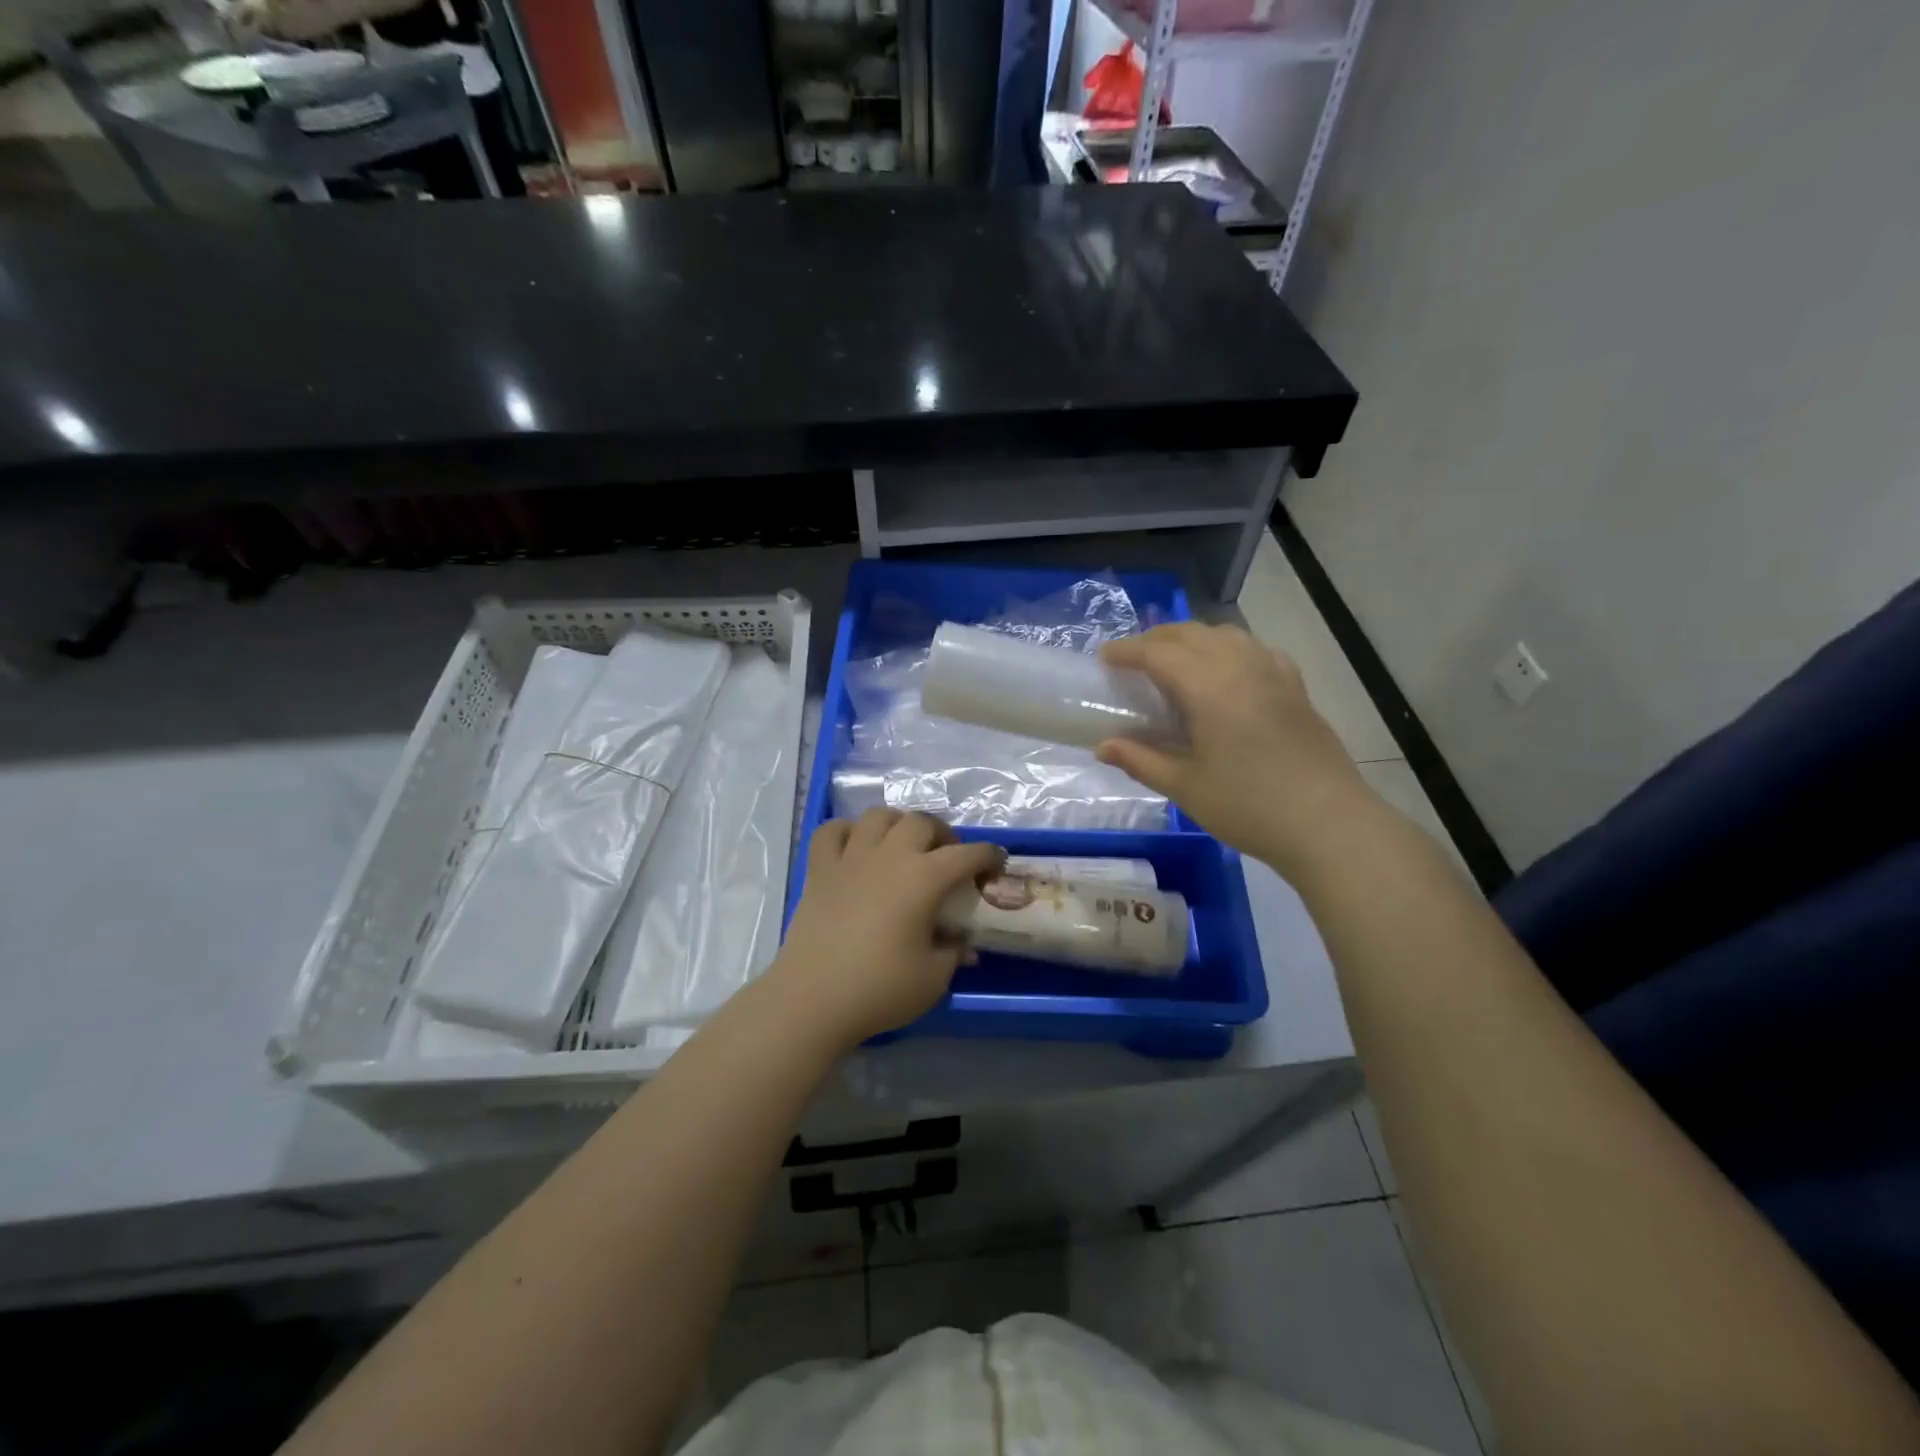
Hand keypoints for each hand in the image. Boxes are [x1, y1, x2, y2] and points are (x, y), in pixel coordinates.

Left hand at [773, 810, 1004, 1048]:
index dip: (987, 855)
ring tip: (903, 845)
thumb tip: (963, 944)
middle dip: (941, 833)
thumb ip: (953, 953)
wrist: (813, 999)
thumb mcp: (933, 979)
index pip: (966, 854)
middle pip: (920, 822)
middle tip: (947, 856)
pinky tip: (855, 846)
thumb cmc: (880, 989)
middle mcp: (889, 856)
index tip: (997, 860)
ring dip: (897, 824)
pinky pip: (831, 831)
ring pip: (878, 816)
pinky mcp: (819, 870)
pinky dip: (846, 831)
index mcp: (923, 879)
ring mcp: (850, 858)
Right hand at [1097, 622, 1367, 873]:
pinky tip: (1228, 671)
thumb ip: (1141, 760)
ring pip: (1226, 635)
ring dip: (1193, 639)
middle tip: (1132, 658)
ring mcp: (1274, 674)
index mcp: (1208, 688)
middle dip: (1156, 638)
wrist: (1328, 824)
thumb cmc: (1248, 806)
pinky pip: (1256, 651)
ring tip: (1174, 660)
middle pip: (1192, 634)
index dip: (1127, 651)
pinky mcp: (1296, 689)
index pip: (1159, 653)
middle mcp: (1241, 668)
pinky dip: (1230, 649)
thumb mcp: (1185, 787)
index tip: (1104, 657)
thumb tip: (1103, 746)